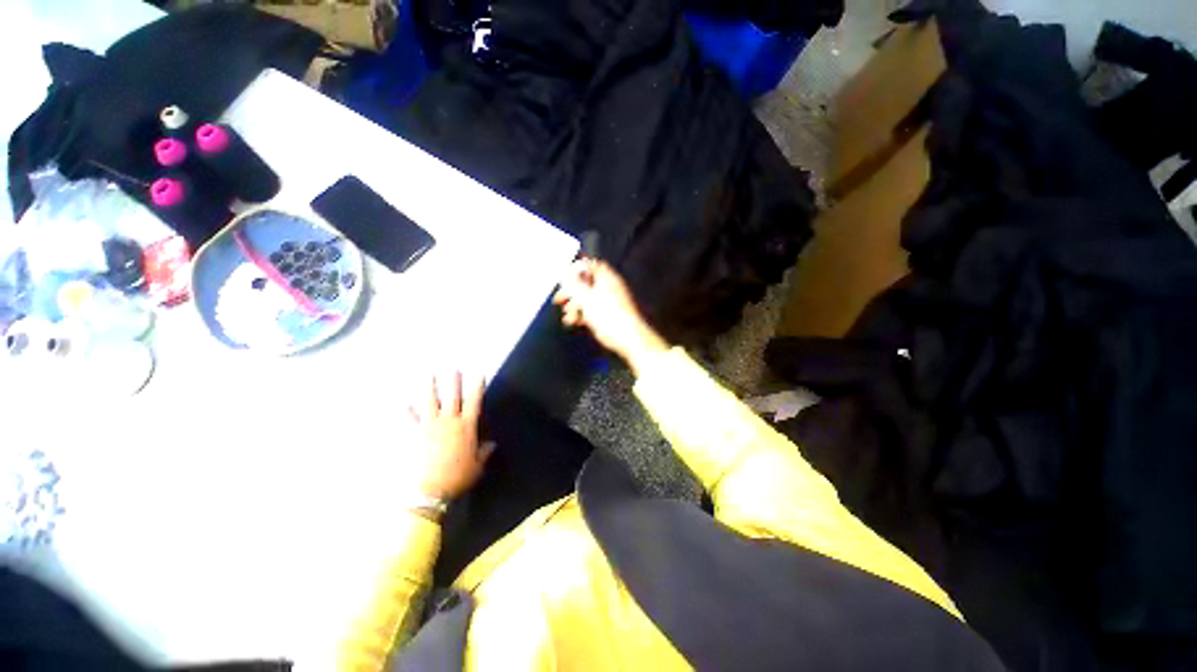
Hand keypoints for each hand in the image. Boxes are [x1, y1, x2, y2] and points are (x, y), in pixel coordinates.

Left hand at [404, 372, 493, 500]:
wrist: (431, 491)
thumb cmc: (458, 477)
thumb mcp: (477, 466)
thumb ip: (484, 452)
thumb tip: (492, 444)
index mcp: (466, 427)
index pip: (474, 402)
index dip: (477, 386)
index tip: (479, 373)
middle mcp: (449, 422)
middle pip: (452, 397)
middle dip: (453, 381)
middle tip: (453, 368)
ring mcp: (430, 427)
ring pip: (430, 402)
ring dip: (430, 388)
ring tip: (429, 375)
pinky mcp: (414, 435)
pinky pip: (410, 420)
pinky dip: (407, 412)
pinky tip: (403, 404)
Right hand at [553, 259, 667, 373]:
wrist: (627, 337)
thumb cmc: (609, 315)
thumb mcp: (586, 297)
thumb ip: (573, 284)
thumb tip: (562, 271)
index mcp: (607, 278)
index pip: (591, 266)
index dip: (576, 270)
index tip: (564, 278)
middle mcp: (609, 288)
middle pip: (586, 284)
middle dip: (571, 292)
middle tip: (559, 299)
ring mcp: (608, 302)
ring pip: (587, 299)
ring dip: (574, 305)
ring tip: (567, 314)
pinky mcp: (607, 315)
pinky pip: (591, 311)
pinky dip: (581, 314)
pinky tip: (572, 321)